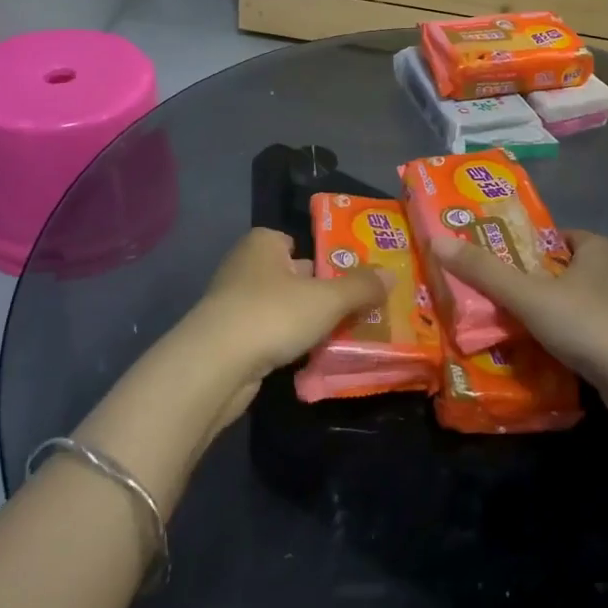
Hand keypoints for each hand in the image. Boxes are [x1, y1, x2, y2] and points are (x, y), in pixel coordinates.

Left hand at [179, 228, 389, 389]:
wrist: (215, 366)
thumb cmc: (273, 314)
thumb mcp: (328, 298)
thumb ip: (361, 287)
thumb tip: (391, 275)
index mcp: (263, 244)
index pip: (294, 241)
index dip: (320, 257)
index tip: (346, 277)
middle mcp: (244, 267)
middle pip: (291, 276)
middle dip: (318, 292)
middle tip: (355, 308)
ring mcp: (232, 304)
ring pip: (281, 308)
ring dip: (303, 321)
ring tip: (338, 336)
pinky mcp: (228, 339)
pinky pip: (268, 334)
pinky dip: (286, 343)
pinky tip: (307, 357)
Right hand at [427, 229, 607, 387]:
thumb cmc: (588, 325)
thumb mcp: (529, 296)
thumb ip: (485, 272)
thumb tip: (438, 242)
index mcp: (597, 247)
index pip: (553, 236)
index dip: (522, 246)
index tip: (492, 261)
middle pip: (560, 270)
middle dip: (529, 282)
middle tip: (491, 295)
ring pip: (573, 302)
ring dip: (546, 312)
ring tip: (508, 325)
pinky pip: (586, 330)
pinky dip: (564, 337)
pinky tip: (541, 351)